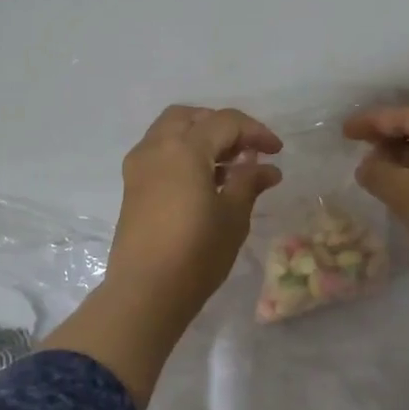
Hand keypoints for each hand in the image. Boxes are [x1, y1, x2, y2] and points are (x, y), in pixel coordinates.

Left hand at [106, 105, 283, 319]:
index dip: (255, 132)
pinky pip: (160, 153)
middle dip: (222, 126)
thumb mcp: (233, 216)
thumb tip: (267, 168)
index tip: (276, 152)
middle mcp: (156, 147)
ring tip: (228, 168)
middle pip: (191, 117)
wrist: (145, 292)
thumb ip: (249, 183)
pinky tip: (204, 182)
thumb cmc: (196, 253)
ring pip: (170, 132)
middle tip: (247, 151)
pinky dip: (183, 154)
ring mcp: (139, 167)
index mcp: (184, 148)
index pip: (225, 122)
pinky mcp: (132, 187)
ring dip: (200, 138)